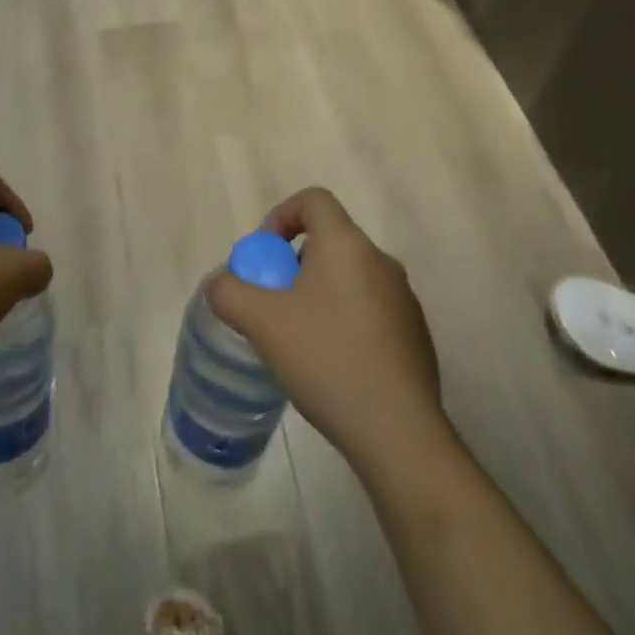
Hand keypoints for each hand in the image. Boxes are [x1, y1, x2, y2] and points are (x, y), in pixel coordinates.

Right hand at [208, 187, 447, 474]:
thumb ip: (229, 293)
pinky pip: (371, 310)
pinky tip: (333, 366)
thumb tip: (219, 284)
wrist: (399, 434)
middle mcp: (380, 261)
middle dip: (295, 264)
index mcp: (347, 244)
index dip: (282, 215)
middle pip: (329, 240)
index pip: (314, 200)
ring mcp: (404, 299)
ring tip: (299, 339)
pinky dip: (345, 321)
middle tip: (274, 303)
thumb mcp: (262, 323)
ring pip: (349, 277)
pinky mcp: (415, 335)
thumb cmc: (327, 360)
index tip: (266, 255)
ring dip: (319, 294)